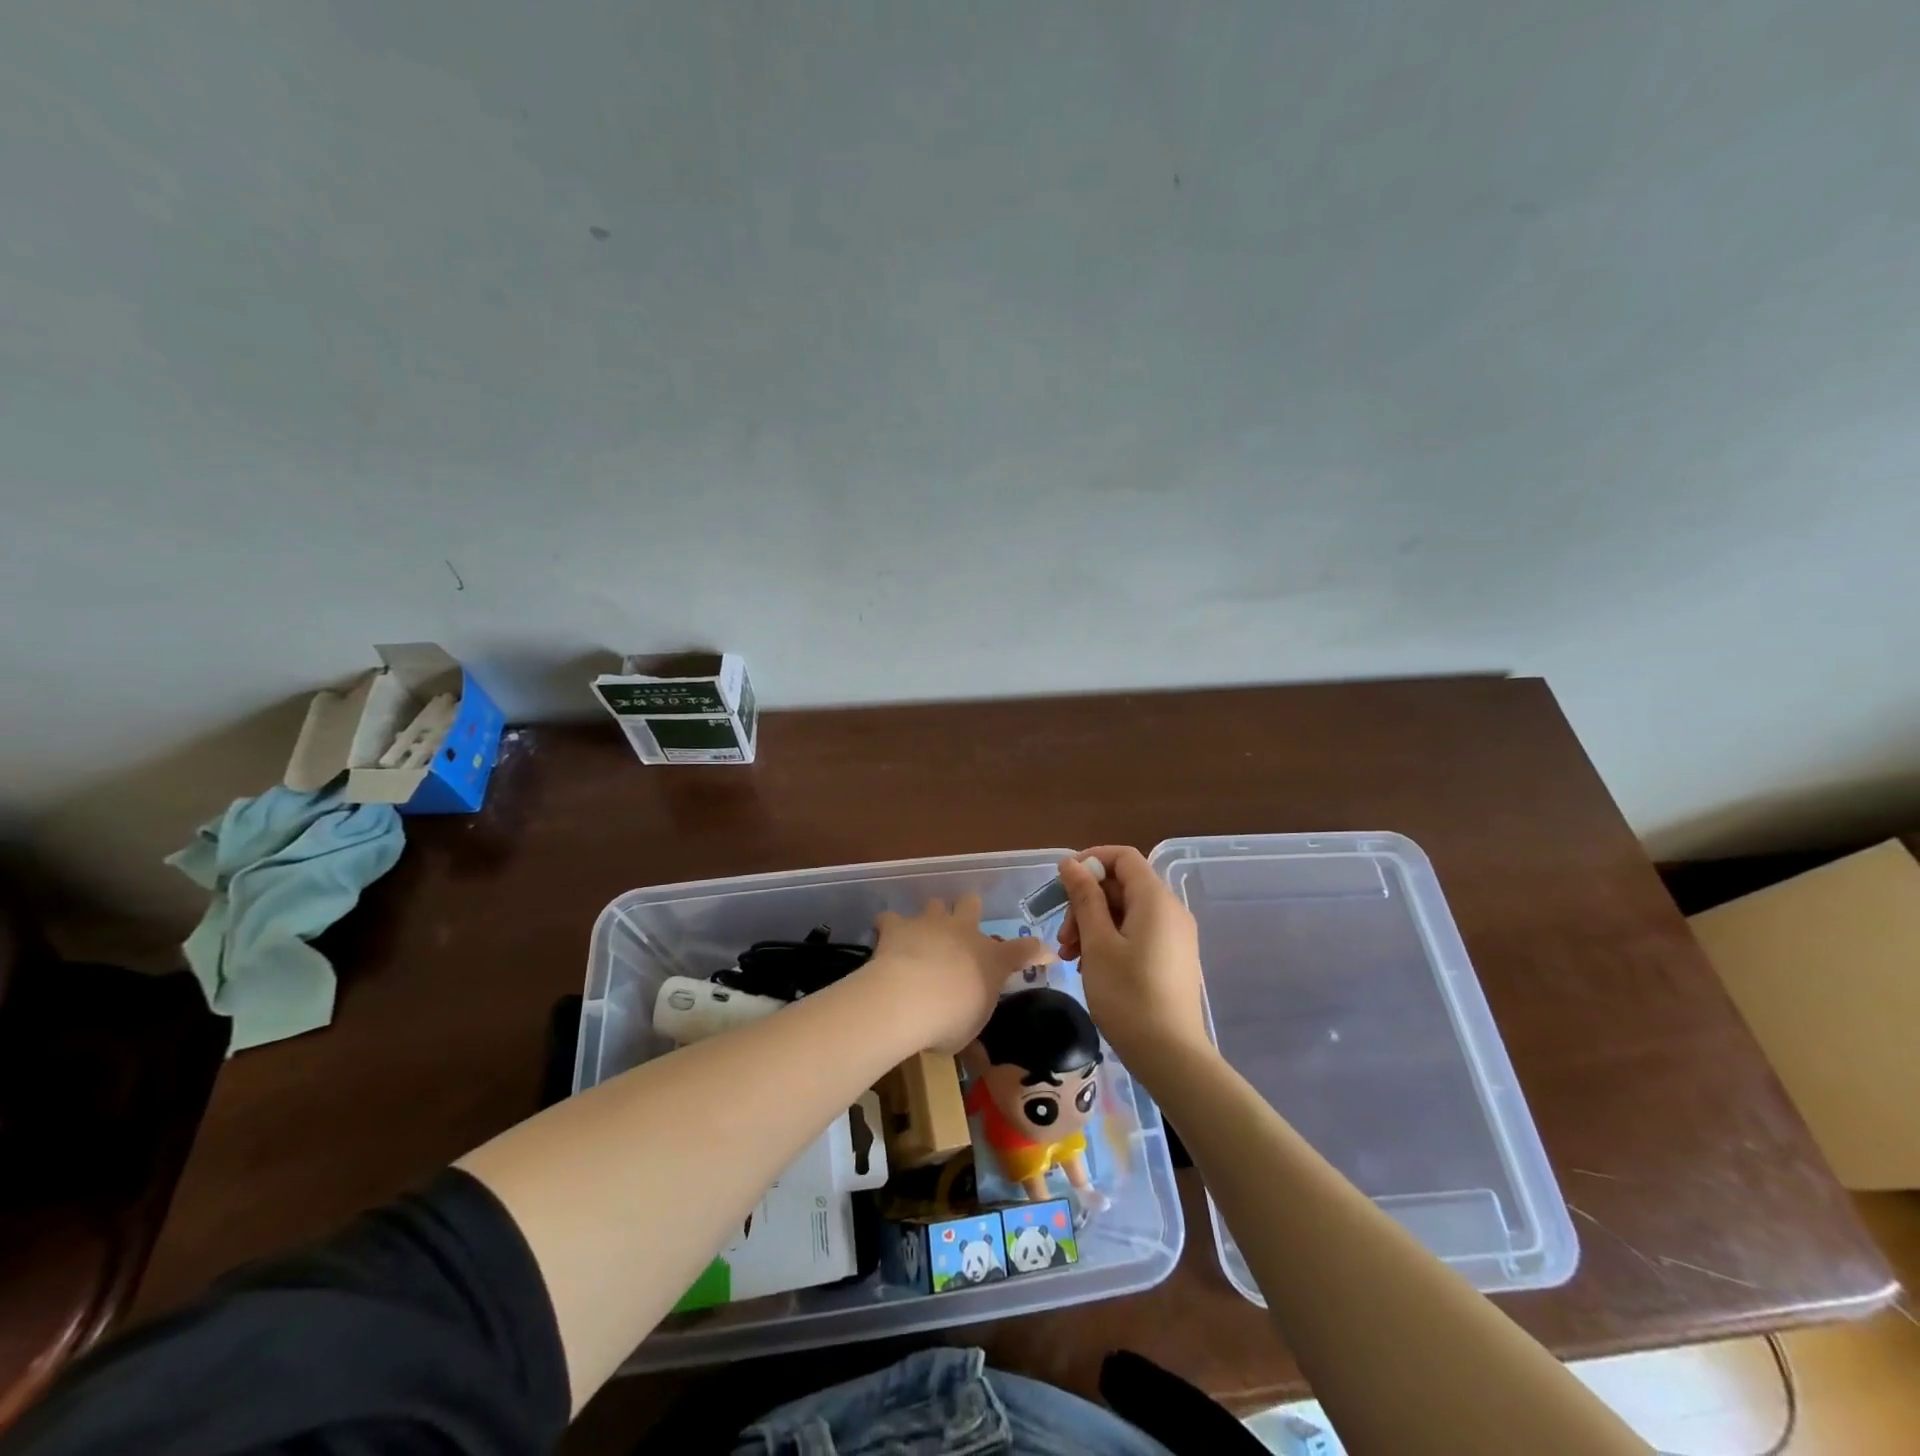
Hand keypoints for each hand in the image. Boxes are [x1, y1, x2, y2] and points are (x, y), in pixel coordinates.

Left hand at [871, 895, 1052, 1054]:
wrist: (907, 999)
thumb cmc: (948, 1021)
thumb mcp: (968, 1032)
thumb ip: (972, 1023)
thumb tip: (977, 1051)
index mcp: (992, 959)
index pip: (1026, 950)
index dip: (1038, 951)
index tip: (1045, 954)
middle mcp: (964, 932)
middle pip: (972, 903)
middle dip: (968, 911)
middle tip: (960, 930)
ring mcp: (931, 923)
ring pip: (935, 903)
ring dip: (930, 917)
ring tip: (921, 936)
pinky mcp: (898, 925)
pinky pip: (890, 918)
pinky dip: (888, 928)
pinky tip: (884, 940)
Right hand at [1059, 847, 1208, 1068]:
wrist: (1171, 1056)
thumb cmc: (1128, 995)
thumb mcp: (1097, 943)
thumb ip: (1084, 898)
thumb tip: (1071, 864)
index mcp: (1155, 899)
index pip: (1123, 857)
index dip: (1091, 861)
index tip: (1062, 884)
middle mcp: (1170, 910)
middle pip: (1122, 886)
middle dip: (1086, 902)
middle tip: (1063, 936)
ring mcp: (1174, 935)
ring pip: (1126, 911)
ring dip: (1093, 924)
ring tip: (1069, 956)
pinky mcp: (1172, 957)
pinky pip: (1137, 932)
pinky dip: (1110, 939)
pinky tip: (1089, 965)